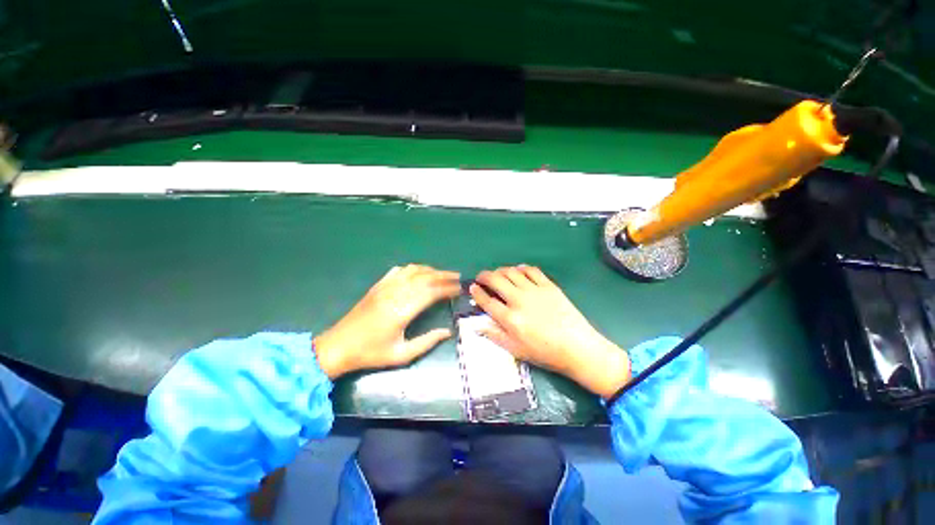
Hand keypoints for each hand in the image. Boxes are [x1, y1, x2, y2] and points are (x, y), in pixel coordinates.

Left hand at [314, 264, 460, 378]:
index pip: (431, 292)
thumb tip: (447, 332)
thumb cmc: (371, 353)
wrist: (338, 346)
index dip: (447, 289)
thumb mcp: (401, 355)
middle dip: (443, 275)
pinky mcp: (378, 286)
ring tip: (442, 274)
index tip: (459, 289)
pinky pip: (399, 271)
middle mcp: (395, 293)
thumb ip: (427, 342)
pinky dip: (413, 269)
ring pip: (413, 271)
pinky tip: (419, 272)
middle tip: (457, 277)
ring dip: (430, 270)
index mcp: (402, 310)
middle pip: (424, 277)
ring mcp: (385, 287)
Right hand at [470, 265, 630, 398]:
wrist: (577, 347)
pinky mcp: (549, 286)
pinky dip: (521, 268)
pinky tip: (518, 270)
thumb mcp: (516, 350)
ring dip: (500, 270)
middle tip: (481, 277)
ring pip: (511, 272)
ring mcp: (534, 291)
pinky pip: (531, 271)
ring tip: (497, 273)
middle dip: (484, 276)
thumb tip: (477, 325)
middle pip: (496, 280)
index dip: (476, 292)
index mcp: (510, 319)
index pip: (487, 301)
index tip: (472, 287)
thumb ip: (495, 335)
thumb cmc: (545, 353)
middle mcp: (519, 300)